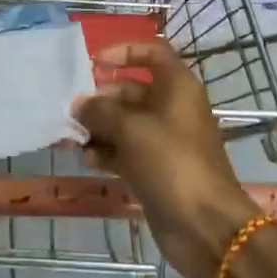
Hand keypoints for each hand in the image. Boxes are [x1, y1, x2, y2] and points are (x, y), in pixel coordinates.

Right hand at [71, 40, 260, 277]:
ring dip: (99, 128)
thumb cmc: (171, 162)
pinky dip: (107, 152)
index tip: (94, 61)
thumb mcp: (132, 129)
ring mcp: (164, 141)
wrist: (205, 225)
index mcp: (177, 87)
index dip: (124, 51)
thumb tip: (80, 104)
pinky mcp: (156, 169)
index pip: (152, 52)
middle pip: (132, 91)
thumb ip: (101, 112)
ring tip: (71, 137)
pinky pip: (126, 151)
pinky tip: (86, 159)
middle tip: (71, 111)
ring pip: (126, 124)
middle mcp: (172, 108)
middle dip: (101, 98)